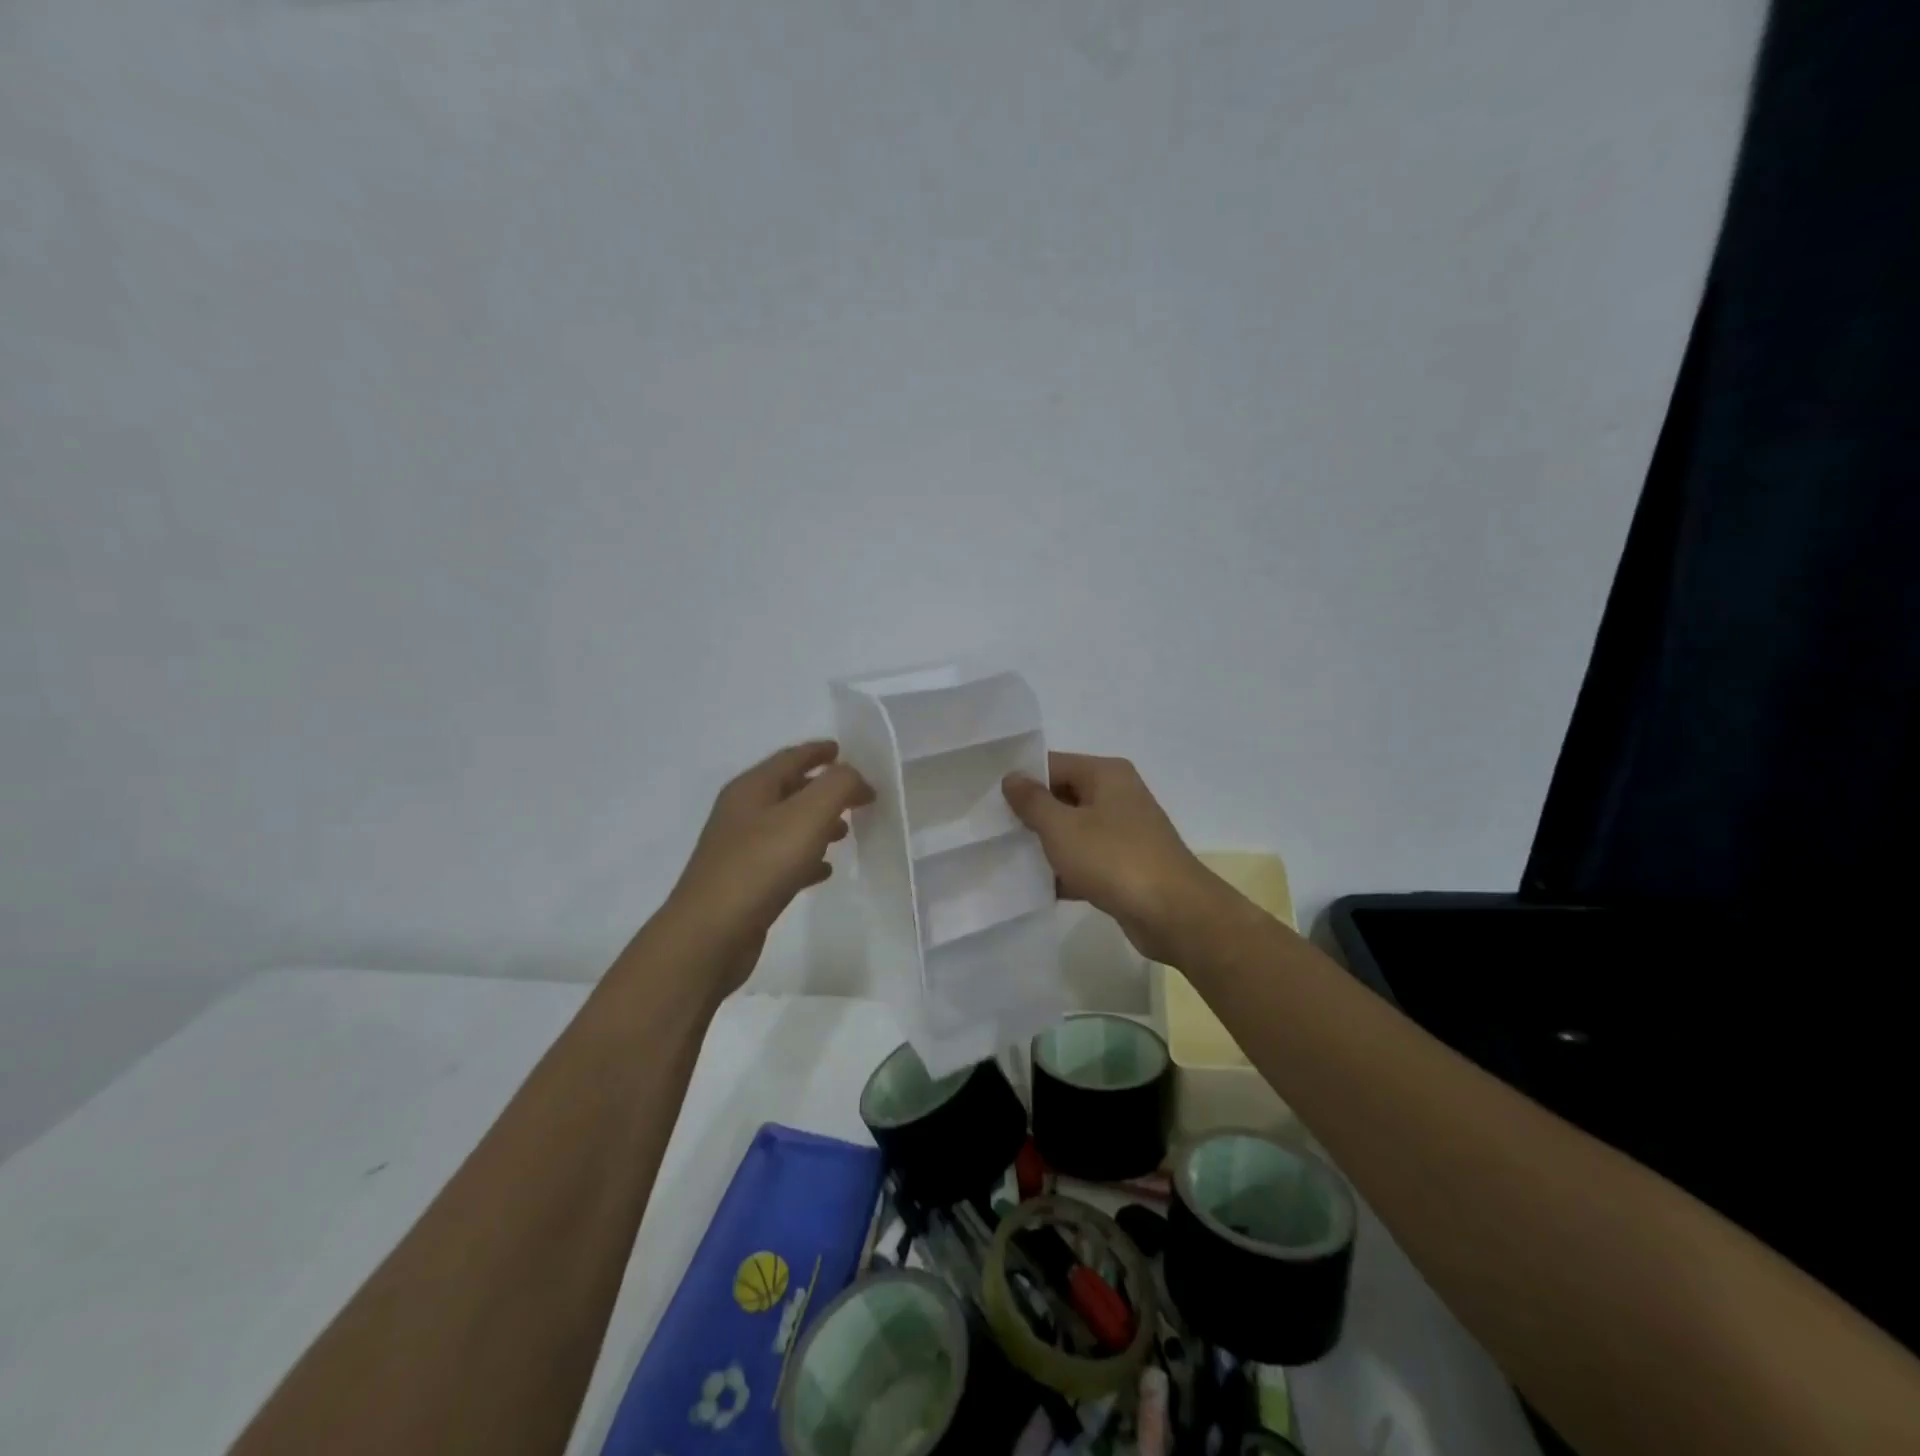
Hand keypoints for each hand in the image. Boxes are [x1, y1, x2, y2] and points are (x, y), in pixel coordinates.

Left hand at [661, 741, 873, 995]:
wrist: (710, 935)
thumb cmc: (760, 866)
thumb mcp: (808, 815)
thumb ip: (838, 786)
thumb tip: (855, 778)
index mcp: (752, 789)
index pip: (790, 758)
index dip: (818, 751)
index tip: (843, 750)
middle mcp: (742, 813)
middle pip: (788, 790)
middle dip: (822, 789)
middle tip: (855, 796)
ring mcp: (740, 850)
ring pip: (787, 826)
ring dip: (817, 824)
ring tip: (846, 832)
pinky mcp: (745, 884)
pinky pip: (783, 860)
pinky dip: (806, 858)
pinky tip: (824, 870)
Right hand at [1002, 752, 1220, 963]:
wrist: (1173, 914)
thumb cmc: (1114, 859)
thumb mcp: (1062, 827)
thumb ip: (1032, 801)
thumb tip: (1012, 777)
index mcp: (1106, 774)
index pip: (1053, 764)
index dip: (1022, 780)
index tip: (988, 799)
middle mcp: (1118, 795)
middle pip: (1063, 796)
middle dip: (1031, 814)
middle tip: (992, 830)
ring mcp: (1125, 831)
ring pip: (1074, 830)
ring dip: (1047, 845)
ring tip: (1007, 857)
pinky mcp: (1127, 865)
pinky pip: (1087, 859)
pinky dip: (1067, 870)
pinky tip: (1037, 887)